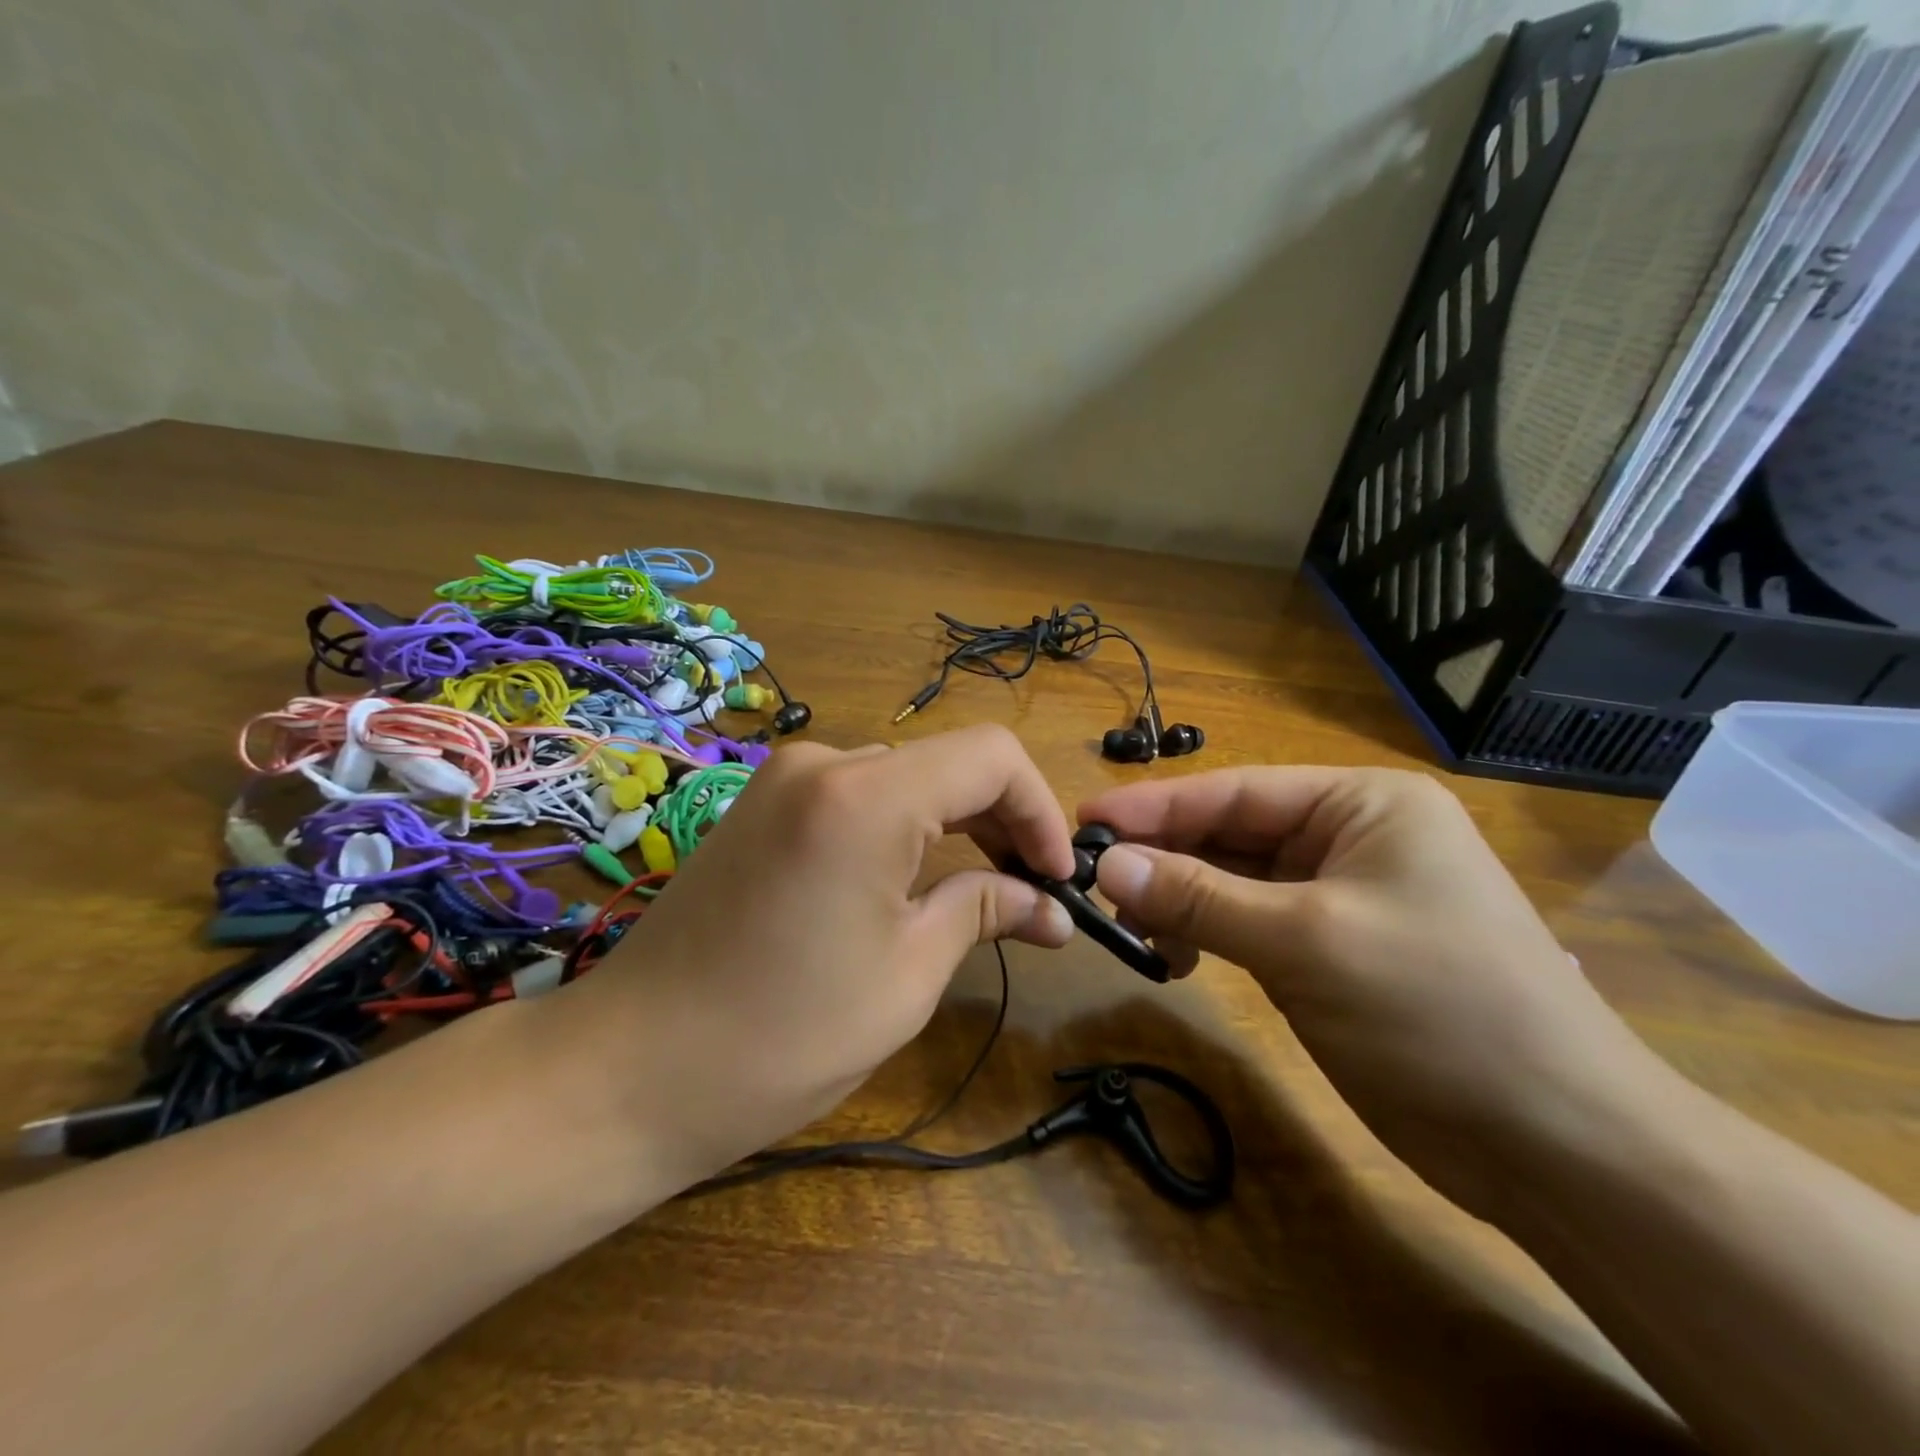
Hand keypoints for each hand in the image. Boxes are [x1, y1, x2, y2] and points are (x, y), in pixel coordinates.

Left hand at [557, 725, 1076, 1184]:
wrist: (627, 1070)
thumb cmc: (781, 1036)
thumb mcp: (907, 975)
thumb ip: (986, 912)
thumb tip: (1052, 907)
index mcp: (866, 795)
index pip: (991, 757)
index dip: (1040, 810)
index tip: (1057, 878)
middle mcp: (823, 763)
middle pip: (946, 764)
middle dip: (1000, 822)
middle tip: (1030, 894)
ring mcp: (782, 780)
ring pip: (904, 780)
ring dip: (951, 827)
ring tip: (976, 895)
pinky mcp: (759, 806)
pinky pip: (855, 797)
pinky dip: (900, 829)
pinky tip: (906, 885)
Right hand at [1078, 767, 1664, 1219]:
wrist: (1562, 1149)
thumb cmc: (1437, 1011)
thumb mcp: (1305, 941)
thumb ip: (1198, 897)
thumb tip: (1106, 865)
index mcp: (1363, 805)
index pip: (1236, 791)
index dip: (1155, 805)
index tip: (1083, 816)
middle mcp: (1351, 837)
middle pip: (1232, 833)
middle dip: (1164, 857)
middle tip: (1090, 879)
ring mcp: (1342, 896)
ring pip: (1235, 881)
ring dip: (1181, 900)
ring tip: (1131, 930)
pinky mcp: (1332, 949)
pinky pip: (1250, 923)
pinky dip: (1209, 933)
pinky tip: (1178, 956)